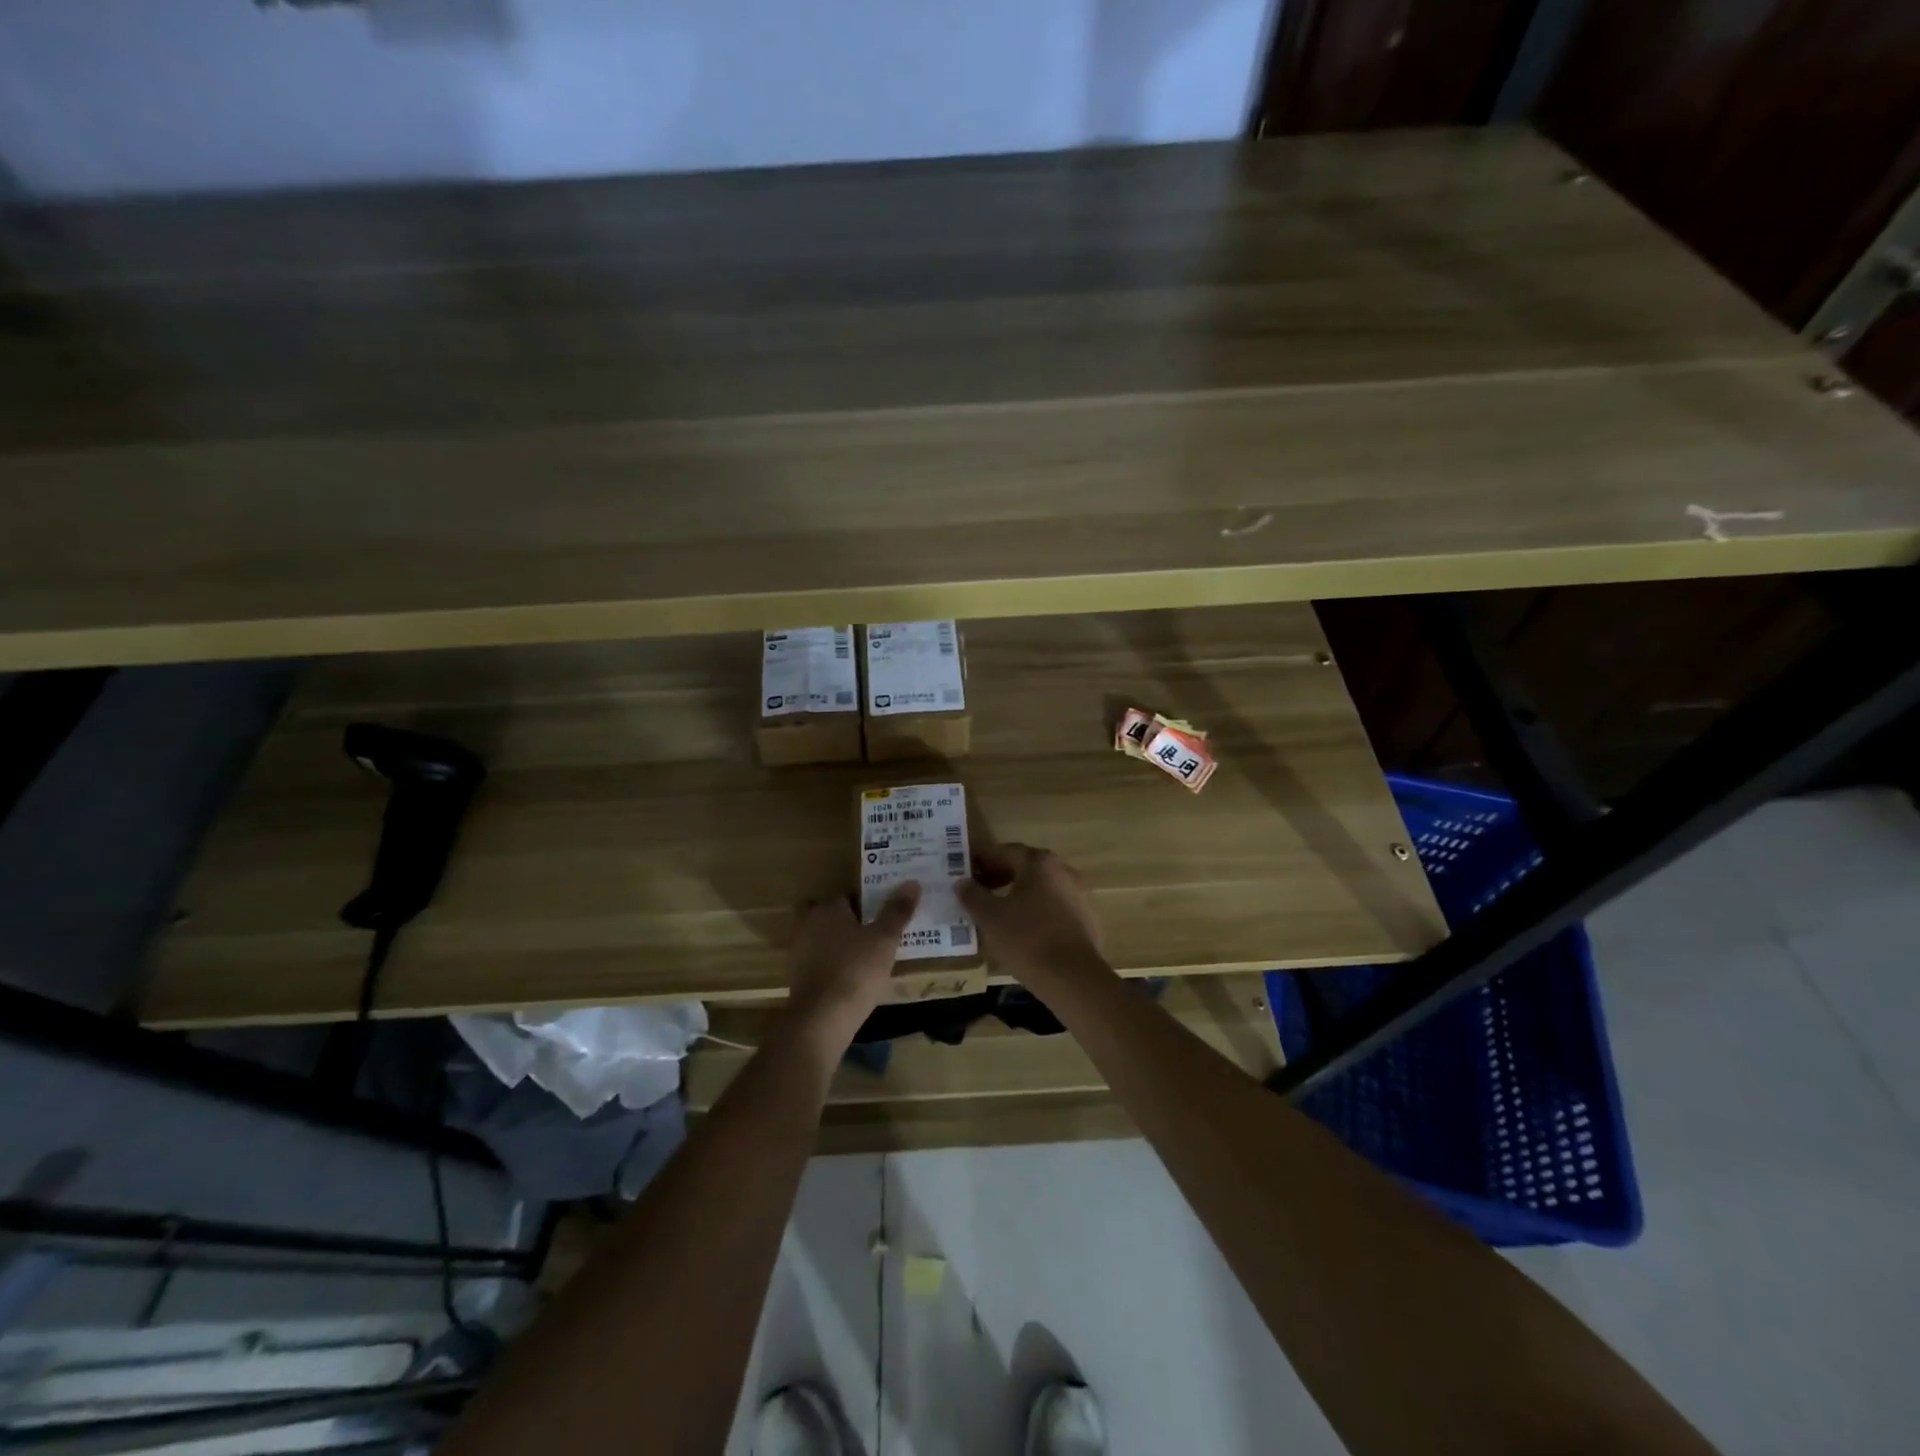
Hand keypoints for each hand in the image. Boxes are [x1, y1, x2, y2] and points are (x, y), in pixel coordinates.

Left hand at [784, 883, 920, 1048]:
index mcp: (829, 909)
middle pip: (828, 915)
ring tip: (864, 953)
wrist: (822, 1019)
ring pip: (821, 939)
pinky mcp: (798, 978)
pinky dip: (831, 965)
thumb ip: (897, 911)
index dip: (863, 900)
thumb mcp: (885, 940)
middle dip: (845, 920)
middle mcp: (809, 925)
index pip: (845, 895)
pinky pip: (818, 962)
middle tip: (870, 929)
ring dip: (837, 943)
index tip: (879, 909)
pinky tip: (850, 976)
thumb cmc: (856, 970)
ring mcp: (800, 952)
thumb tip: (912, 882)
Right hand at [956, 843, 1103, 984]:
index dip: (982, 861)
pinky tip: (1023, 932)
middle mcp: (1063, 870)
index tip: (966, 873)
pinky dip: (1036, 912)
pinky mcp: (1086, 919)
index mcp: (1039, 862)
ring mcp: (1079, 895)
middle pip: (1025, 867)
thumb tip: (962, 882)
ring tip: (997, 914)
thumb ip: (973, 895)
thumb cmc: (1026, 939)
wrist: (1073, 978)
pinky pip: (1054, 908)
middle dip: (1000, 877)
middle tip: (978, 892)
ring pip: (1041, 888)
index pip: (1004, 851)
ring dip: (1018, 895)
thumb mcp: (990, 917)